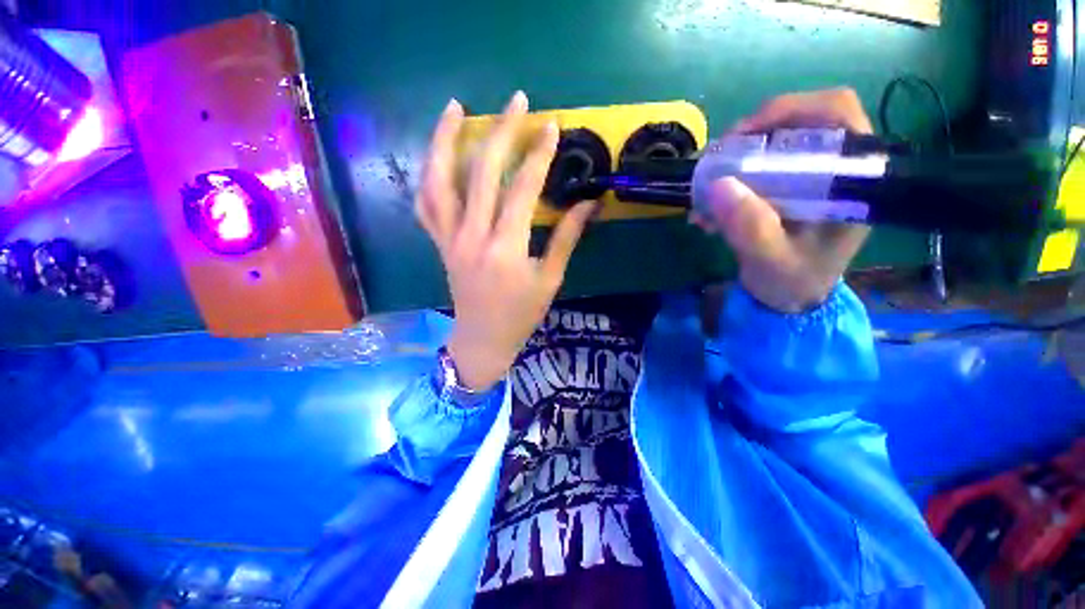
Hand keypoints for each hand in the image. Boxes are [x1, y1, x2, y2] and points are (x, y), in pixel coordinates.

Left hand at [416, 92, 596, 391]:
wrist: (482, 338)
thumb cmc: (521, 314)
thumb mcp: (550, 279)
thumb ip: (566, 239)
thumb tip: (589, 205)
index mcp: (505, 249)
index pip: (522, 190)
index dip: (538, 156)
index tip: (551, 126)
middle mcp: (472, 237)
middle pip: (482, 173)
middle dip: (501, 132)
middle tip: (516, 101)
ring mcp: (449, 238)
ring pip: (439, 180)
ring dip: (445, 140)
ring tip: (454, 108)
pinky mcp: (439, 243)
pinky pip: (426, 204)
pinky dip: (429, 175)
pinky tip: (437, 155)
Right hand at [691, 88, 873, 312]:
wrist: (790, 298)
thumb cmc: (792, 282)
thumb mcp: (771, 260)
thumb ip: (750, 227)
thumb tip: (718, 185)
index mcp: (852, 180)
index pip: (836, 114)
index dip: (789, 110)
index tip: (742, 136)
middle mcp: (835, 169)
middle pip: (799, 123)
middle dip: (751, 137)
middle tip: (715, 161)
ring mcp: (809, 177)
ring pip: (773, 144)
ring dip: (733, 161)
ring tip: (705, 189)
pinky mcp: (787, 188)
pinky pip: (757, 168)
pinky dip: (729, 180)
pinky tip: (709, 205)